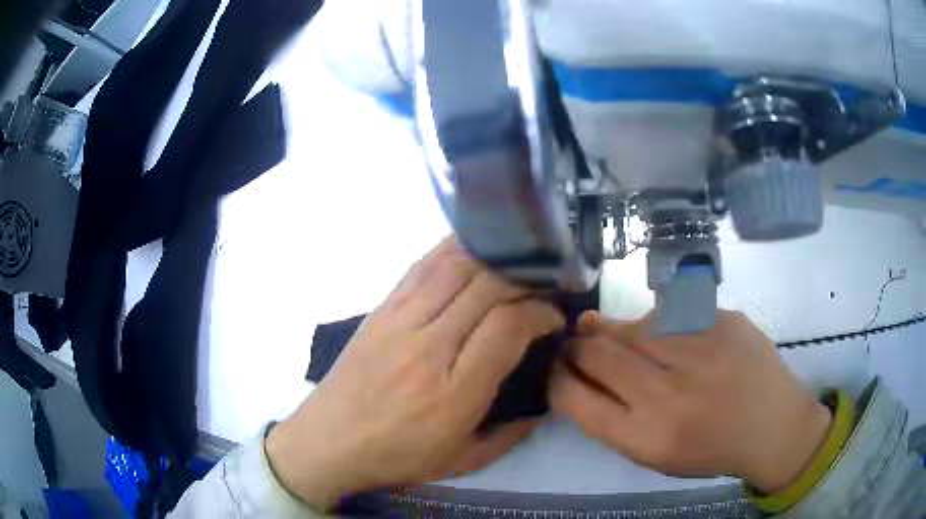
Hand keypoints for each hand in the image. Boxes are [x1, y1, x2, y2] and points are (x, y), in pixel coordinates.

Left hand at [266, 238, 563, 510]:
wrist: (330, 441)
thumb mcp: (462, 462)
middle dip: (525, 281)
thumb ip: (510, 435)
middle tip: (540, 290)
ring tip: (514, 266)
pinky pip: (421, 268)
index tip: (553, 319)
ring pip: (455, 268)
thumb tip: (541, 406)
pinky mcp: (380, 310)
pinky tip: (472, 249)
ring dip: (492, 259)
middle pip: (486, 287)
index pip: (508, 326)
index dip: (540, 313)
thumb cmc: (396, 456)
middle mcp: (428, 348)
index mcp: (454, 392)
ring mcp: (399, 323)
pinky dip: (452, 251)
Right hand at [550, 310, 831, 493]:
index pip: (574, 397)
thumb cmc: (708, 449)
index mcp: (646, 436)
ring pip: (631, 325)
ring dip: (615, 333)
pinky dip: (656, 325)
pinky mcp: (722, 319)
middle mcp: (669, 392)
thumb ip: (611, 417)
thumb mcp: (652, 454)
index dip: (555, 377)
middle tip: (577, 344)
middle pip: (596, 352)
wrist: (773, 425)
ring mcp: (699, 348)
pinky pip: (669, 313)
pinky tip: (668, 339)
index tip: (554, 368)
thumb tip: (575, 372)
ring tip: (624, 342)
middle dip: (576, 346)